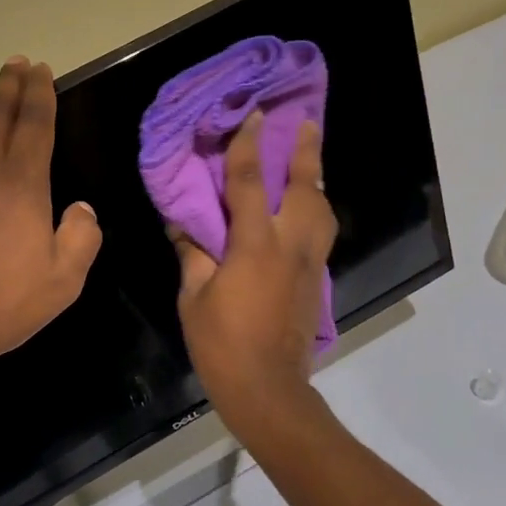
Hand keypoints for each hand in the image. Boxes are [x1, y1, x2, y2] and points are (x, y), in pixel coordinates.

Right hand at [173, 111, 336, 442]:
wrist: (268, 389)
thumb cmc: (222, 344)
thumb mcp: (194, 298)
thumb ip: (193, 255)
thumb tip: (184, 226)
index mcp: (254, 246)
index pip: (250, 184)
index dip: (249, 146)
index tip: (254, 116)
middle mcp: (289, 246)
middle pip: (304, 188)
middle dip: (306, 152)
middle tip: (307, 121)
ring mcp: (308, 263)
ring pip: (322, 209)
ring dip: (316, 179)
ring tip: (310, 160)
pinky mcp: (316, 280)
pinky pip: (320, 232)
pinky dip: (315, 209)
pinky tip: (305, 207)